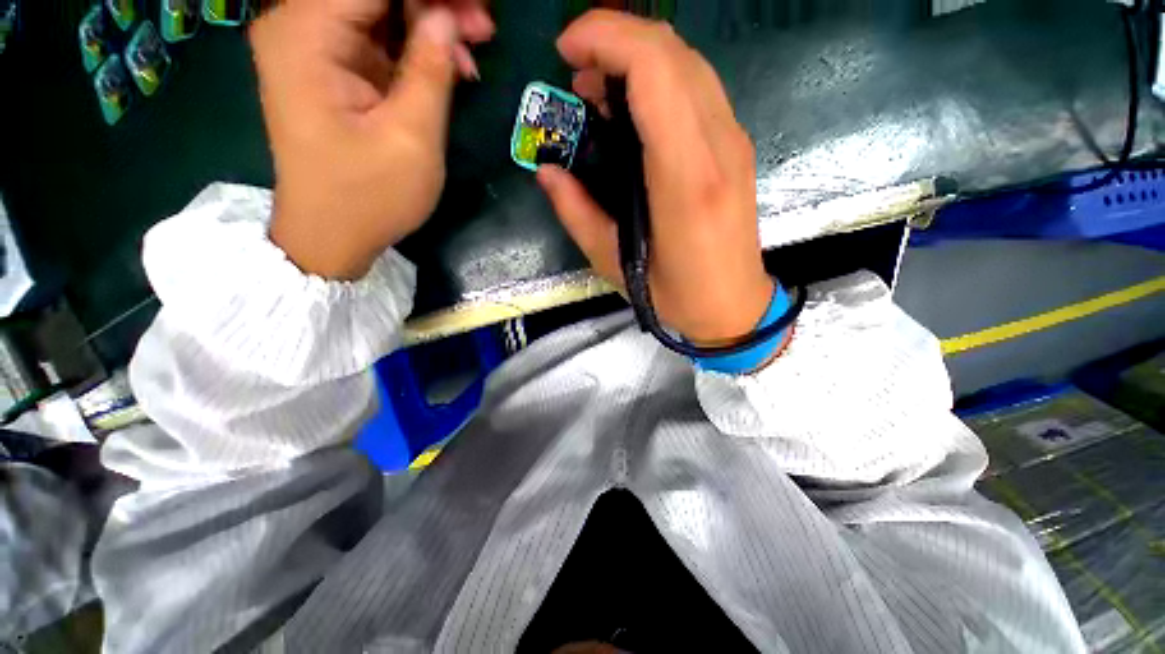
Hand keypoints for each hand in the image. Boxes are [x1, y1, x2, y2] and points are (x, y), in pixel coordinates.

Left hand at [253, 0, 494, 279]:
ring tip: (474, 50)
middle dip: (433, 4)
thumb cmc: (369, 197)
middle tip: (484, 27)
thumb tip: (448, 18)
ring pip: (379, 10)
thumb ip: (430, 70)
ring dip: (429, 23)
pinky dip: (415, 48)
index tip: (477, 8)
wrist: (331, 236)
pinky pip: (376, 38)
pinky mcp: (330, 69)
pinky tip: (449, 67)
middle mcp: (299, 27)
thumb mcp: (411, 138)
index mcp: (306, 34)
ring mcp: (313, 48)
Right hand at [537, 11, 773, 345]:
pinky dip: (658, 80)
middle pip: (672, 51)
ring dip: (636, 58)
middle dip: (615, 38)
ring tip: (596, 91)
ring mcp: (733, 143)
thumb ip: (578, 213)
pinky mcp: (735, 148)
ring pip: (687, 63)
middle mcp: (719, 146)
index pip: (655, 69)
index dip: (605, 38)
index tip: (564, 53)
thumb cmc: (677, 296)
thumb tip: (547, 172)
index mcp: (686, 179)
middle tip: (575, 74)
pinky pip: (697, 89)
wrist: (735, 306)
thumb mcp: (616, 265)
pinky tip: (631, 110)